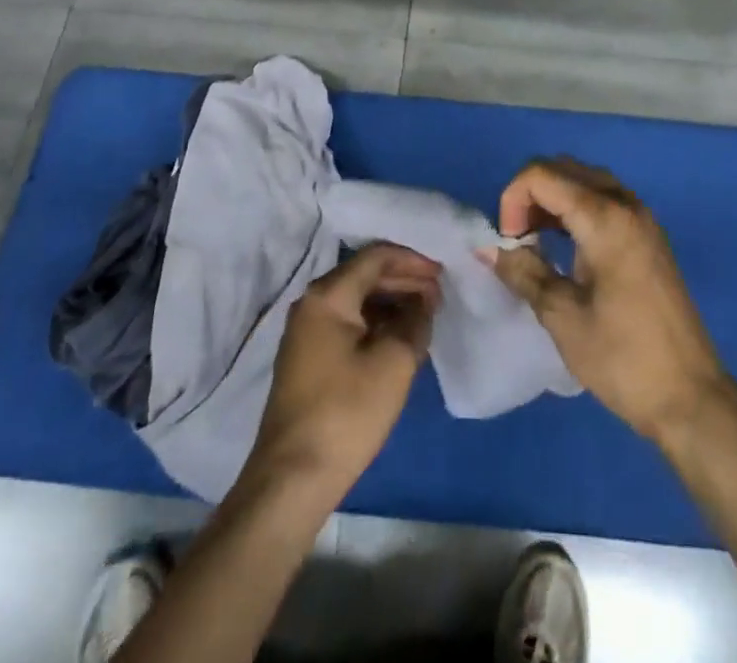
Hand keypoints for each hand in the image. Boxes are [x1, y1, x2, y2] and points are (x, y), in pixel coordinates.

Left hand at [245, 243, 440, 498]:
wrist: (293, 479)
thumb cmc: (346, 412)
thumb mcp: (394, 363)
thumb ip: (415, 321)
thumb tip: (424, 301)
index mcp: (328, 295)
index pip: (376, 257)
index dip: (413, 260)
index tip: (443, 272)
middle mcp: (312, 303)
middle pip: (365, 276)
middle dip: (404, 281)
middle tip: (440, 295)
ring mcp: (306, 332)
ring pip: (357, 301)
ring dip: (392, 303)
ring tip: (426, 316)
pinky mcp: (309, 358)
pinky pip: (348, 324)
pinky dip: (377, 324)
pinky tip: (401, 339)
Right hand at [483, 158, 736, 443]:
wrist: (691, 397)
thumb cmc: (623, 358)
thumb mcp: (563, 316)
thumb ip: (524, 272)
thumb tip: (489, 249)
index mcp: (605, 218)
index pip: (542, 175)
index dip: (512, 200)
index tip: (510, 244)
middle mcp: (625, 204)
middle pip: (563, 169)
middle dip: (530, 195)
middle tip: (519, 240)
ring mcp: (642, 217)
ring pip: (584, 180)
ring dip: (553, 200)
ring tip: (537, 243)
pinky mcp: (648, 235)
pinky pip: (604, 199)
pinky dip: (576, 209)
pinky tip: (567, 248)